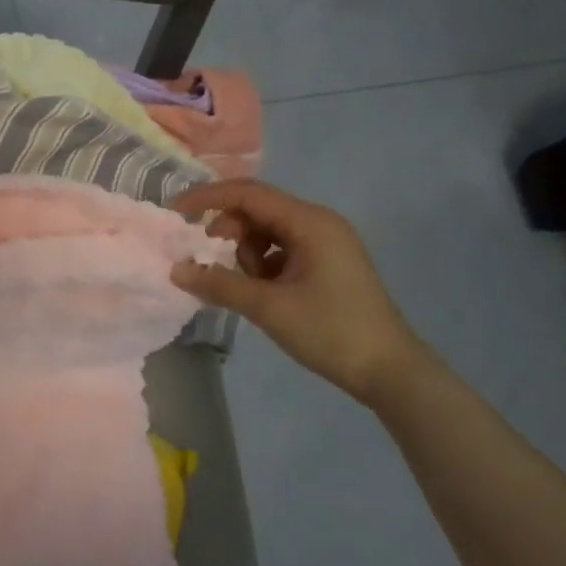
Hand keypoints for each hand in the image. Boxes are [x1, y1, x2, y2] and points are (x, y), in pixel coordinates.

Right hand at [172, 180, 427, 404]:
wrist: (390, 371)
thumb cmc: (330, 332)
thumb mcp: (268, 307)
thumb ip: (219, 284)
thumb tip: (176, 270)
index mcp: (310, 222)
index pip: (248, 194)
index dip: (208, 198)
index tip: (175, 212)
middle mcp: (319, 223)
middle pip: (258, 209)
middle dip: (228, 231)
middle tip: (211, 261)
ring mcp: (326, 243)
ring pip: (268, 231)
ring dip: (247, 252)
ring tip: (249, 288)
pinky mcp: (328, 263)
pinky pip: (283, 249)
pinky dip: (264, 264)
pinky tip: (264, 293)